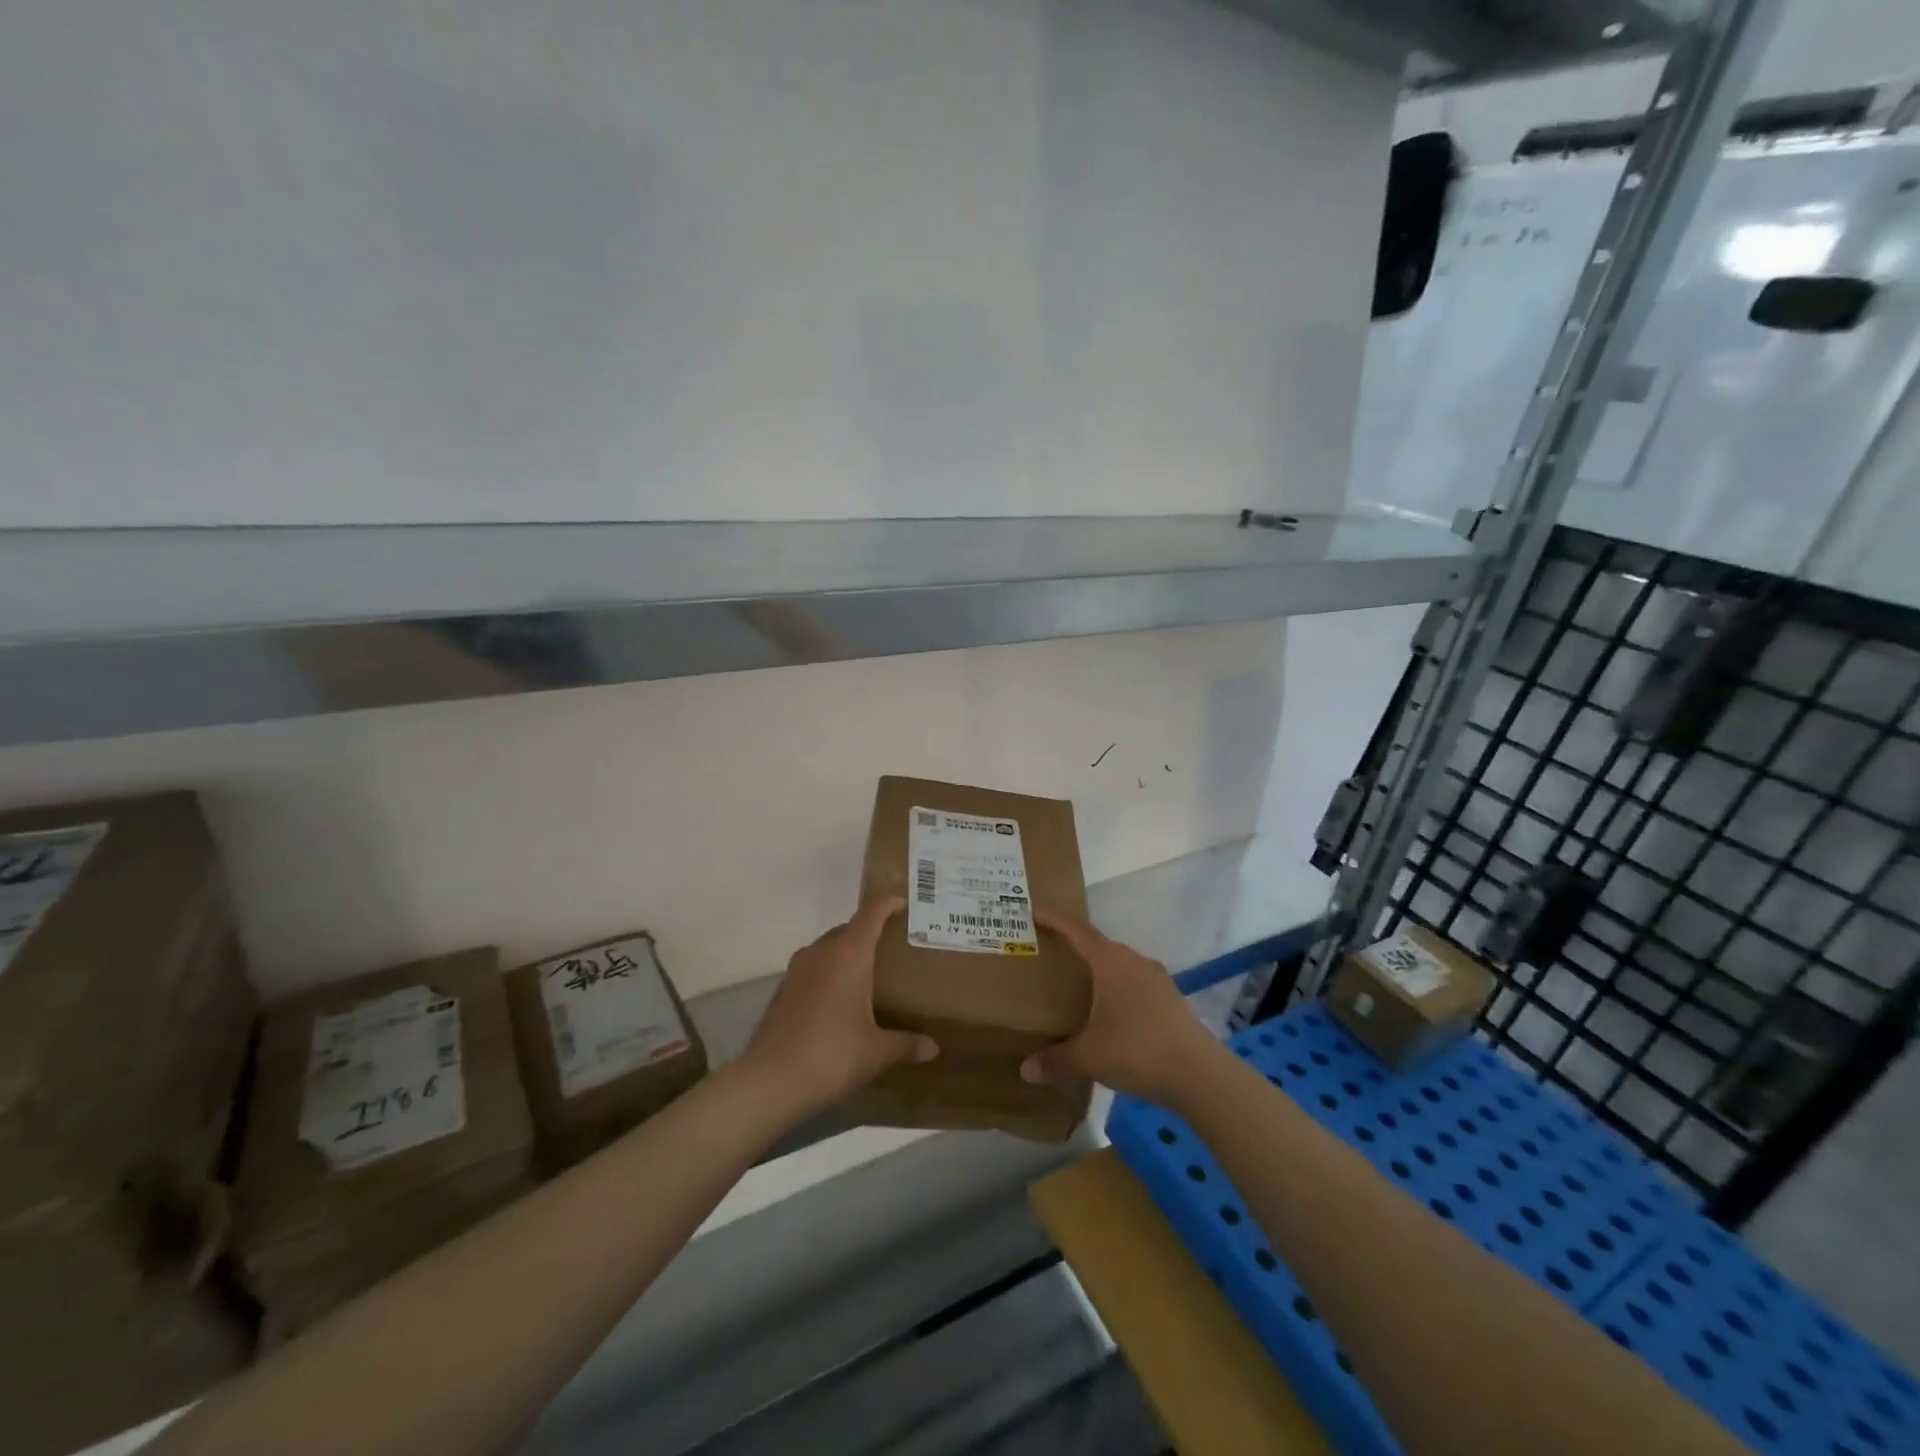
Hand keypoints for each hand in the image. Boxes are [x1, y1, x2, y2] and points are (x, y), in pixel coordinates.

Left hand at [742, 898, 937, 1114]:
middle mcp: (821, 951)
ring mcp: (798, 968)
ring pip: (829, 947)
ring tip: (869, 972)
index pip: (871, 913)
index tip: (904, 904)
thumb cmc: (831, 1056)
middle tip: (893, 948)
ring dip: (847, 952)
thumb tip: (933, 1048)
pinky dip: (830, 971)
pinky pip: (814, 966)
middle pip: (849, 928)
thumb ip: (906, 1044)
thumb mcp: (875, 1052)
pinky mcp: (783, 988)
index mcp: (849, 954)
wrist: (769, 1081)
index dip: (888, 903)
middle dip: (871, 932)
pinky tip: (839, 998)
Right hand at [1020, 908, 1221, 1107]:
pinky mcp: (1171, 999)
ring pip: (1120, 965)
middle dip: (1075, 947)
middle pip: (1099, 945)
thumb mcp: (1088, 1057)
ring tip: (1079, 986)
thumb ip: (1055, 1060)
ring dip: (1100, 970)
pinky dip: (1118, 990)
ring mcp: (1157, 979)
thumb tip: (1026, 1070)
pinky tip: (1111, 1013)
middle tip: (1052, 954)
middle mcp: (1134, 961)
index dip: (1055, 919)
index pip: (1077, 930)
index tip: (1036, 910)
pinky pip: (1136, 984)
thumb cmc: (1136, 1050)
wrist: (1198, 1073)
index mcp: (1110, 962)